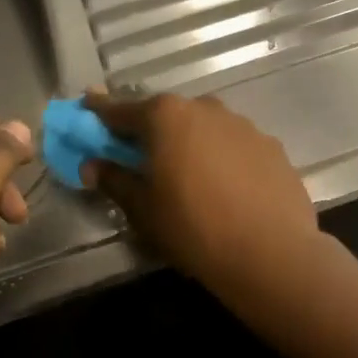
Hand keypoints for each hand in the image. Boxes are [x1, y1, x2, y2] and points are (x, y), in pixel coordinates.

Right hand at [84, 91, 318, 285]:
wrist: (271, 252)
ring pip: (203, 127)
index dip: (100, 111)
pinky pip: (233, 145)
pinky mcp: (270, 145)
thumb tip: (91, 165)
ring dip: (189, 142)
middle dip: (149, 130)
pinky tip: (224, 187)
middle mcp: (204, 108)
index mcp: (166, 116)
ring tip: (186, 175)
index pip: (121, 109)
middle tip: (138, 152)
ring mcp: (242, 124)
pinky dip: (221, 157)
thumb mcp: (143, 209)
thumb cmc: (194, 228)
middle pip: (166, 114)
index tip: (86, 105)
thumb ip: (114, 180)